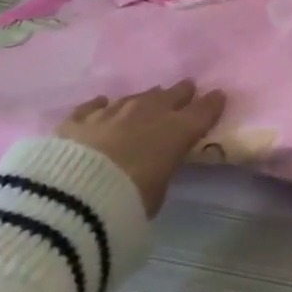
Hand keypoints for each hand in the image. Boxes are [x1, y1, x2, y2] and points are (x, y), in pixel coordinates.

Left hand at [57, 81, 225, 214]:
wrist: (73, 196)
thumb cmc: (127, 201)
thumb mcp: (157, 193)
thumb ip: (161, 170)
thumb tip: (155, 164)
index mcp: (175, 132)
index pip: (201, 112)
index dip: (211, 103)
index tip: (218, 95)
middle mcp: (147, 114)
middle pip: (170, 96)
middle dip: (180, 93)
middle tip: (187, 89)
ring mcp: (111, 112)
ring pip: (135, 98)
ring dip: (144, 99)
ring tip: (149, 99)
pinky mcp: (79, 118)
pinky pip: (95, 106)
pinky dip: (102, 106)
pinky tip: (102, 103)